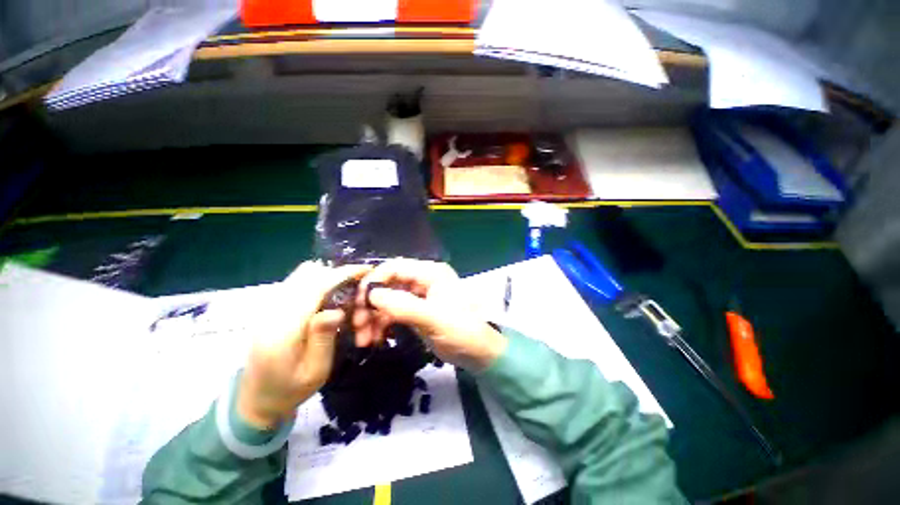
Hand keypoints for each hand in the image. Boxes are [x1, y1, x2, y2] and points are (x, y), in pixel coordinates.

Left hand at [237, 261, 369, 429]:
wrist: (255, 399)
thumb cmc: (290, 390)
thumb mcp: (315, 371)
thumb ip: (324, 338)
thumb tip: (337, 310)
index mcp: (283, 328)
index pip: (315, 287)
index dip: (342, 274)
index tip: (365, 270)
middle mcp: (272, 311)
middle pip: (307, 274)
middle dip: (337, 273)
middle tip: (358, 286)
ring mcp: (268, 307)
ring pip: (301, 274)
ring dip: (328, 276)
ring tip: (346, 289)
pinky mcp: (270, 307)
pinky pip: (297, 281)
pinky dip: (318, 280)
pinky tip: (329, 296)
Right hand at [353, 259, 506, 370]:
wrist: (478, 353)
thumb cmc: (462, 331)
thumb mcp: (434, 319)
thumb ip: (403, 306)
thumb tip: (371, 295)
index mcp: (430, 273)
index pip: (395, 267)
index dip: (373, 281)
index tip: (357, 303)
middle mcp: (423, 279)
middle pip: (387, 284)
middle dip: (369, 304)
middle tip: (357, 326)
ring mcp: (418, 295)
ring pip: (387, 299)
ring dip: (372, 317)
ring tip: (363, 340)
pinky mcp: (415, 310)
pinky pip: (392, 312)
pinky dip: (381, 324)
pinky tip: (375, 339)